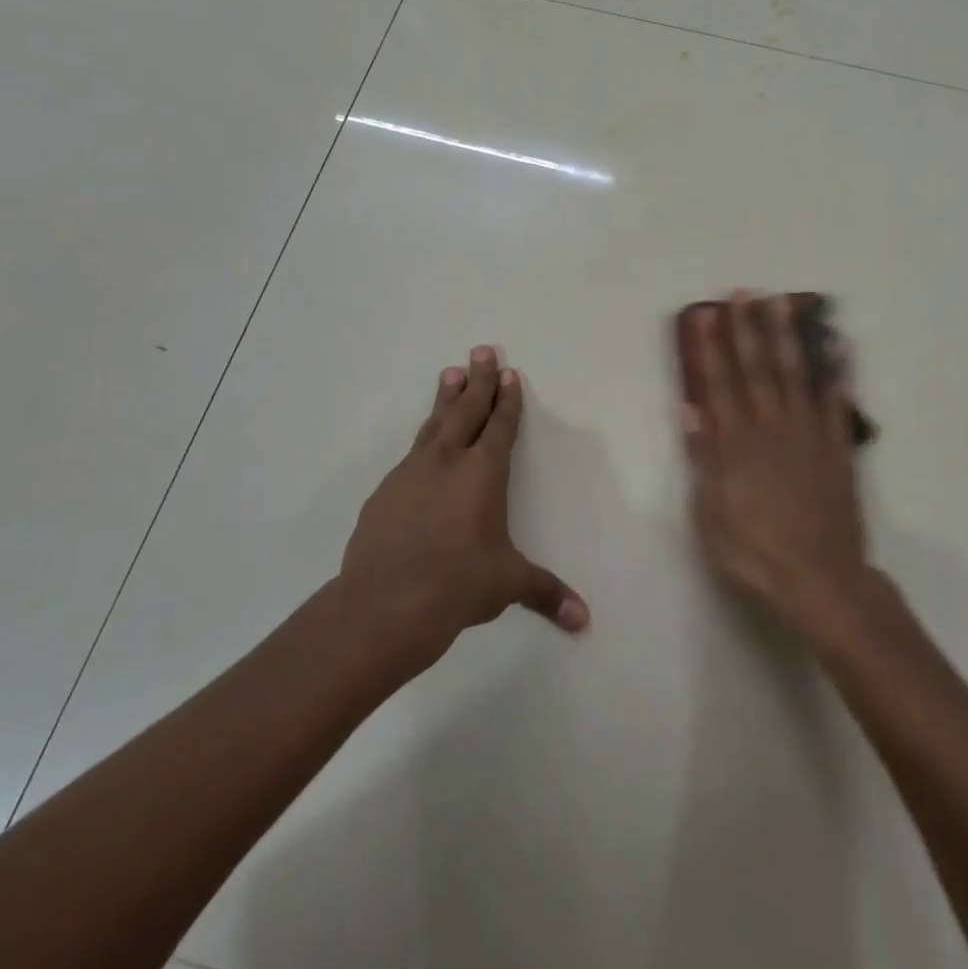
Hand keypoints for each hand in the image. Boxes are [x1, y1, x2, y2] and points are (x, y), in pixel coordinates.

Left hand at [339, 347, 588, 666]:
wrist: (383, 605)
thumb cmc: (457, 586)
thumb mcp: (507, 585)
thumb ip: (546, 593)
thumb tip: (584, 620)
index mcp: (483, 474)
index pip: (500, 426)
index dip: (507, 400)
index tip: (508, 372)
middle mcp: (447, 462)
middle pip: (467, 410)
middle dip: (477, 380)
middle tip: (481, 349)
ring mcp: (411, 473)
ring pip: (434, 424)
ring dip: (446, 397)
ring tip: (450, 372)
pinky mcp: (384, 492)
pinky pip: (411, 453)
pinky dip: (423, 437)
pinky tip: (423, 442)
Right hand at [681, 292, 870, 632]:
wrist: (821, 580)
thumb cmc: (755, 552)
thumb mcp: (712, 514)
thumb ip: (704, 458)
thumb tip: (690, 410)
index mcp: (738, 444)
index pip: (720, 385)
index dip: (712, 348)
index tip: (706, 314)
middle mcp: (773, 428)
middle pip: (759, 369)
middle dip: (749, 328)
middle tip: (746, 292)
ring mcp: (810, 435)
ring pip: (798, 375)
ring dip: (790, 336)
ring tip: (786, 302)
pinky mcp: (838, 448)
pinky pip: (838, 402)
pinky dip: (839, 373)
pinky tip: (840, 346)